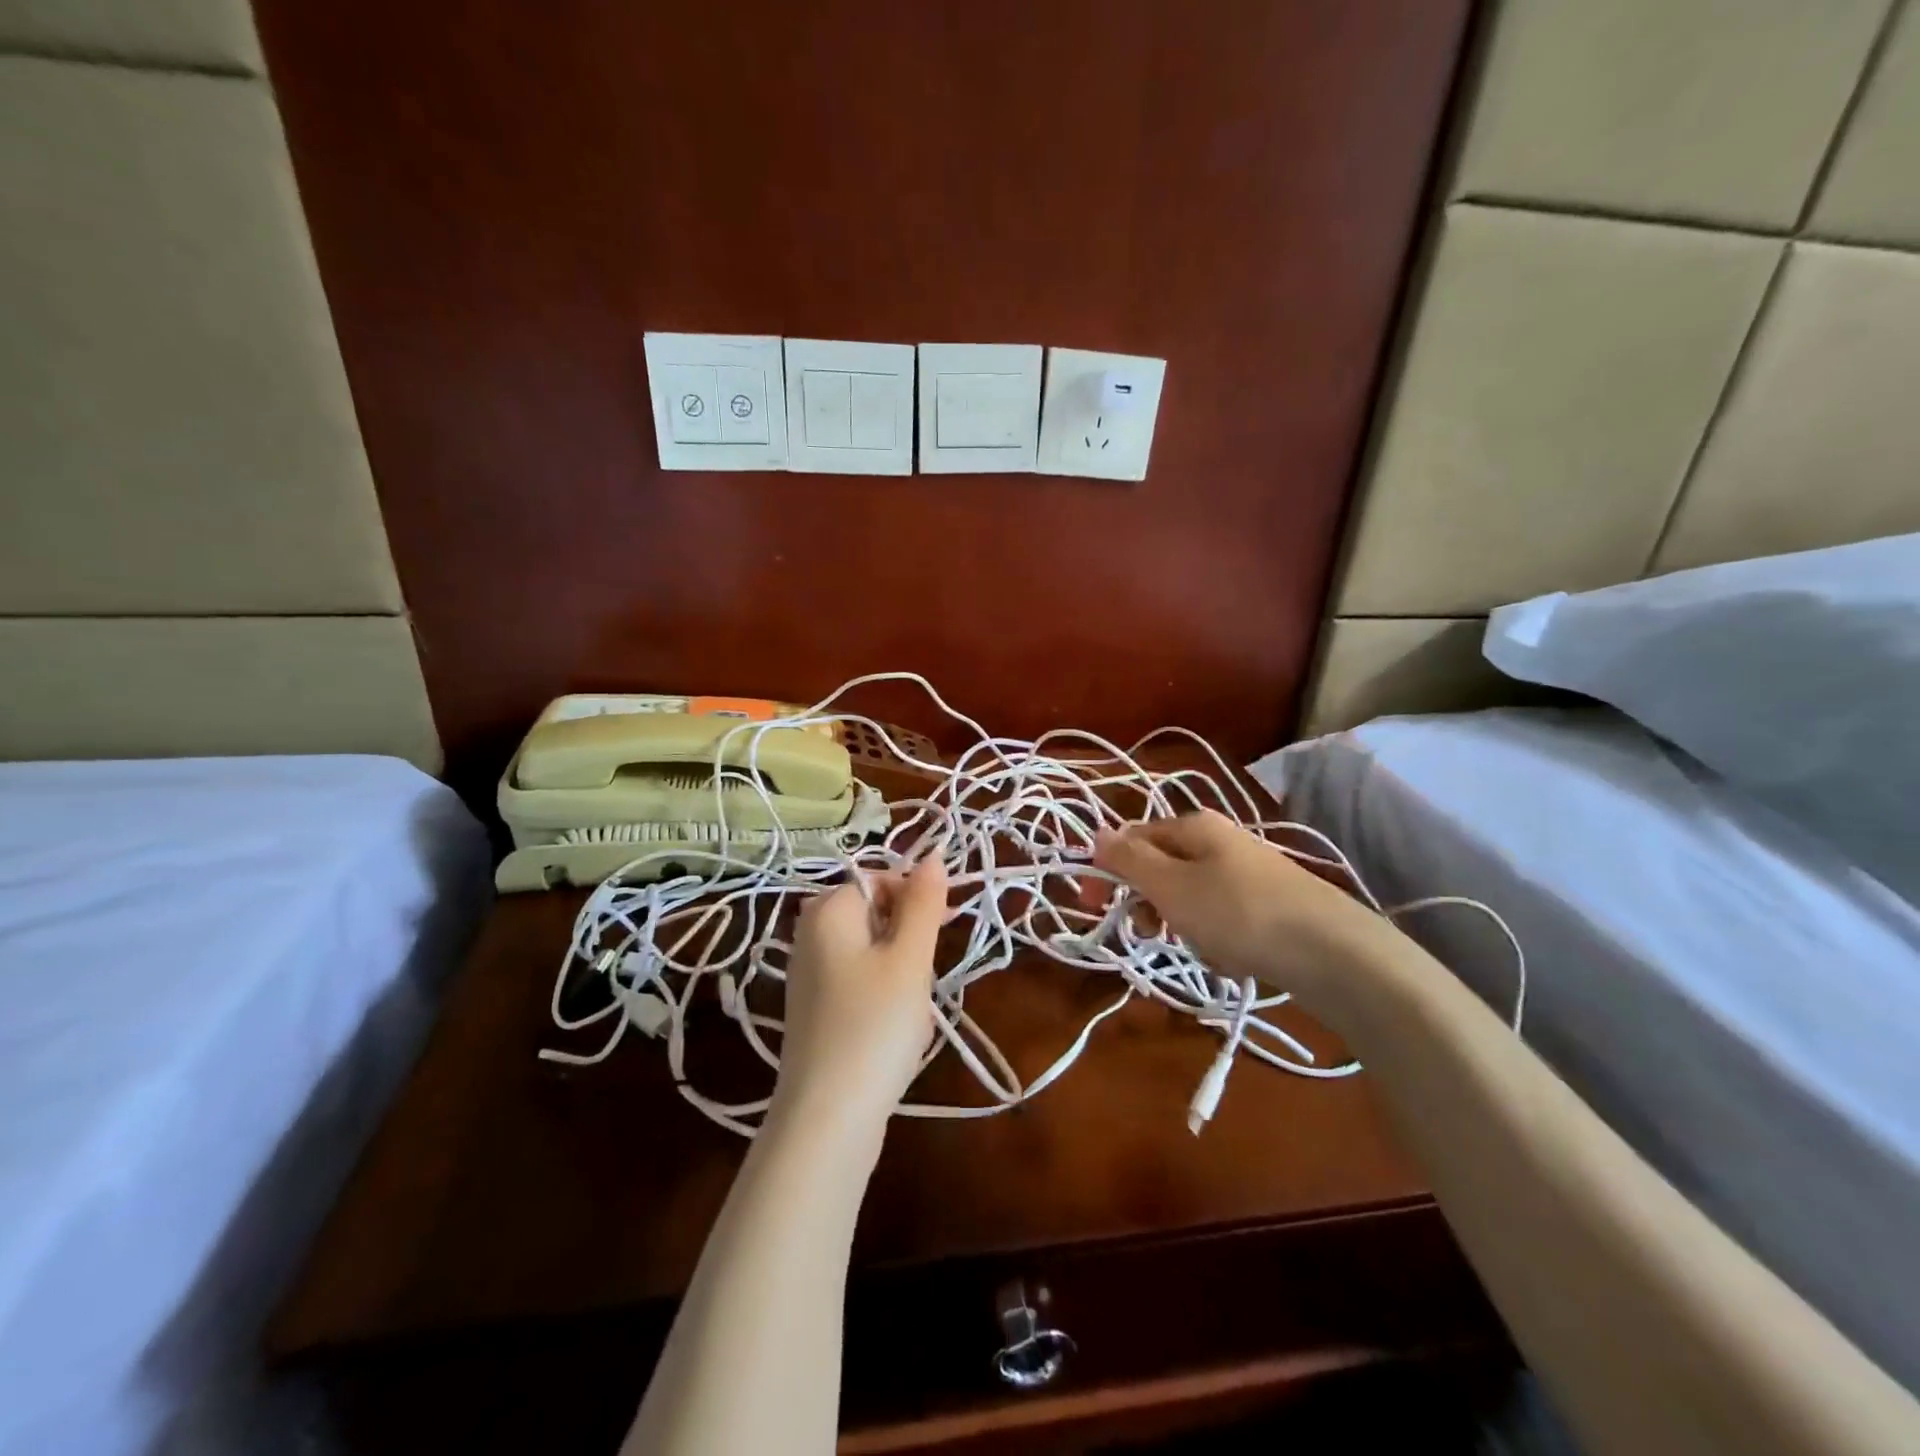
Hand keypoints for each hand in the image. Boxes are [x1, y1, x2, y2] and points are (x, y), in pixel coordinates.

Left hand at [770, 856, 948, 1143]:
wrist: (827, 1118)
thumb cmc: (874, 1026)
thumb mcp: (909, 959)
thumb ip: (923, 902)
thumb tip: (933, 854)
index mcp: (827, 909)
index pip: (881, 878)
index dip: (917, 897)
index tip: (945, 927)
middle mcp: (810, 932)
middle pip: (876, 911)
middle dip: (910, 937)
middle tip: (924, 975)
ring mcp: (808, 972)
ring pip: (872, 948)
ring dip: (902, 968)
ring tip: (910, 1007)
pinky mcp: (815, 1006)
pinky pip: (859, 978)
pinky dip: (884, 992)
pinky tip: (894, 1026)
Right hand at [1092, 810, 1380, 994]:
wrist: (1333, 953)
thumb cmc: (1238, 913)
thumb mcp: (1170, 885)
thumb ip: (1129, 859)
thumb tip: (1096, 831)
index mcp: (1194, 826)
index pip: (1134, 838)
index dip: (1109, 869)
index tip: (1095, 906)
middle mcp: (1222, 840)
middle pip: (1163, 867)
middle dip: (1150, 902)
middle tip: (1150, 933)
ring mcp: (1250, 871)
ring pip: (1192, 896)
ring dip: (1183, 924)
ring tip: (1200, 948)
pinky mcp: (1271, 904)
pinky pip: (1224, 917)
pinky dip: (1217, 938)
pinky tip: (1231, 958)